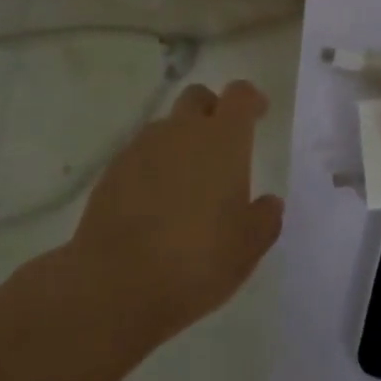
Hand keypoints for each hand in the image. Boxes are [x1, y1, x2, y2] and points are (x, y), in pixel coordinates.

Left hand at [67, 79, 283, 346]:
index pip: (239, 95)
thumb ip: (264, 218)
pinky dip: (152, 167)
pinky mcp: (112, 171)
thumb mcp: (247, 248)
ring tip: (185, 182)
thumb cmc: (197, 261)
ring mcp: (142, 148)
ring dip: (179, 142)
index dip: (250, 100)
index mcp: (223, 139)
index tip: (258, 113)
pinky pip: (139, 154)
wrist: (116, 284)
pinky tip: (153, 203)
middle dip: (211, 110)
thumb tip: (268, 202)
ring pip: (166, 127)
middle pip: (197, 97)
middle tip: (220, 144)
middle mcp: (182, 131)